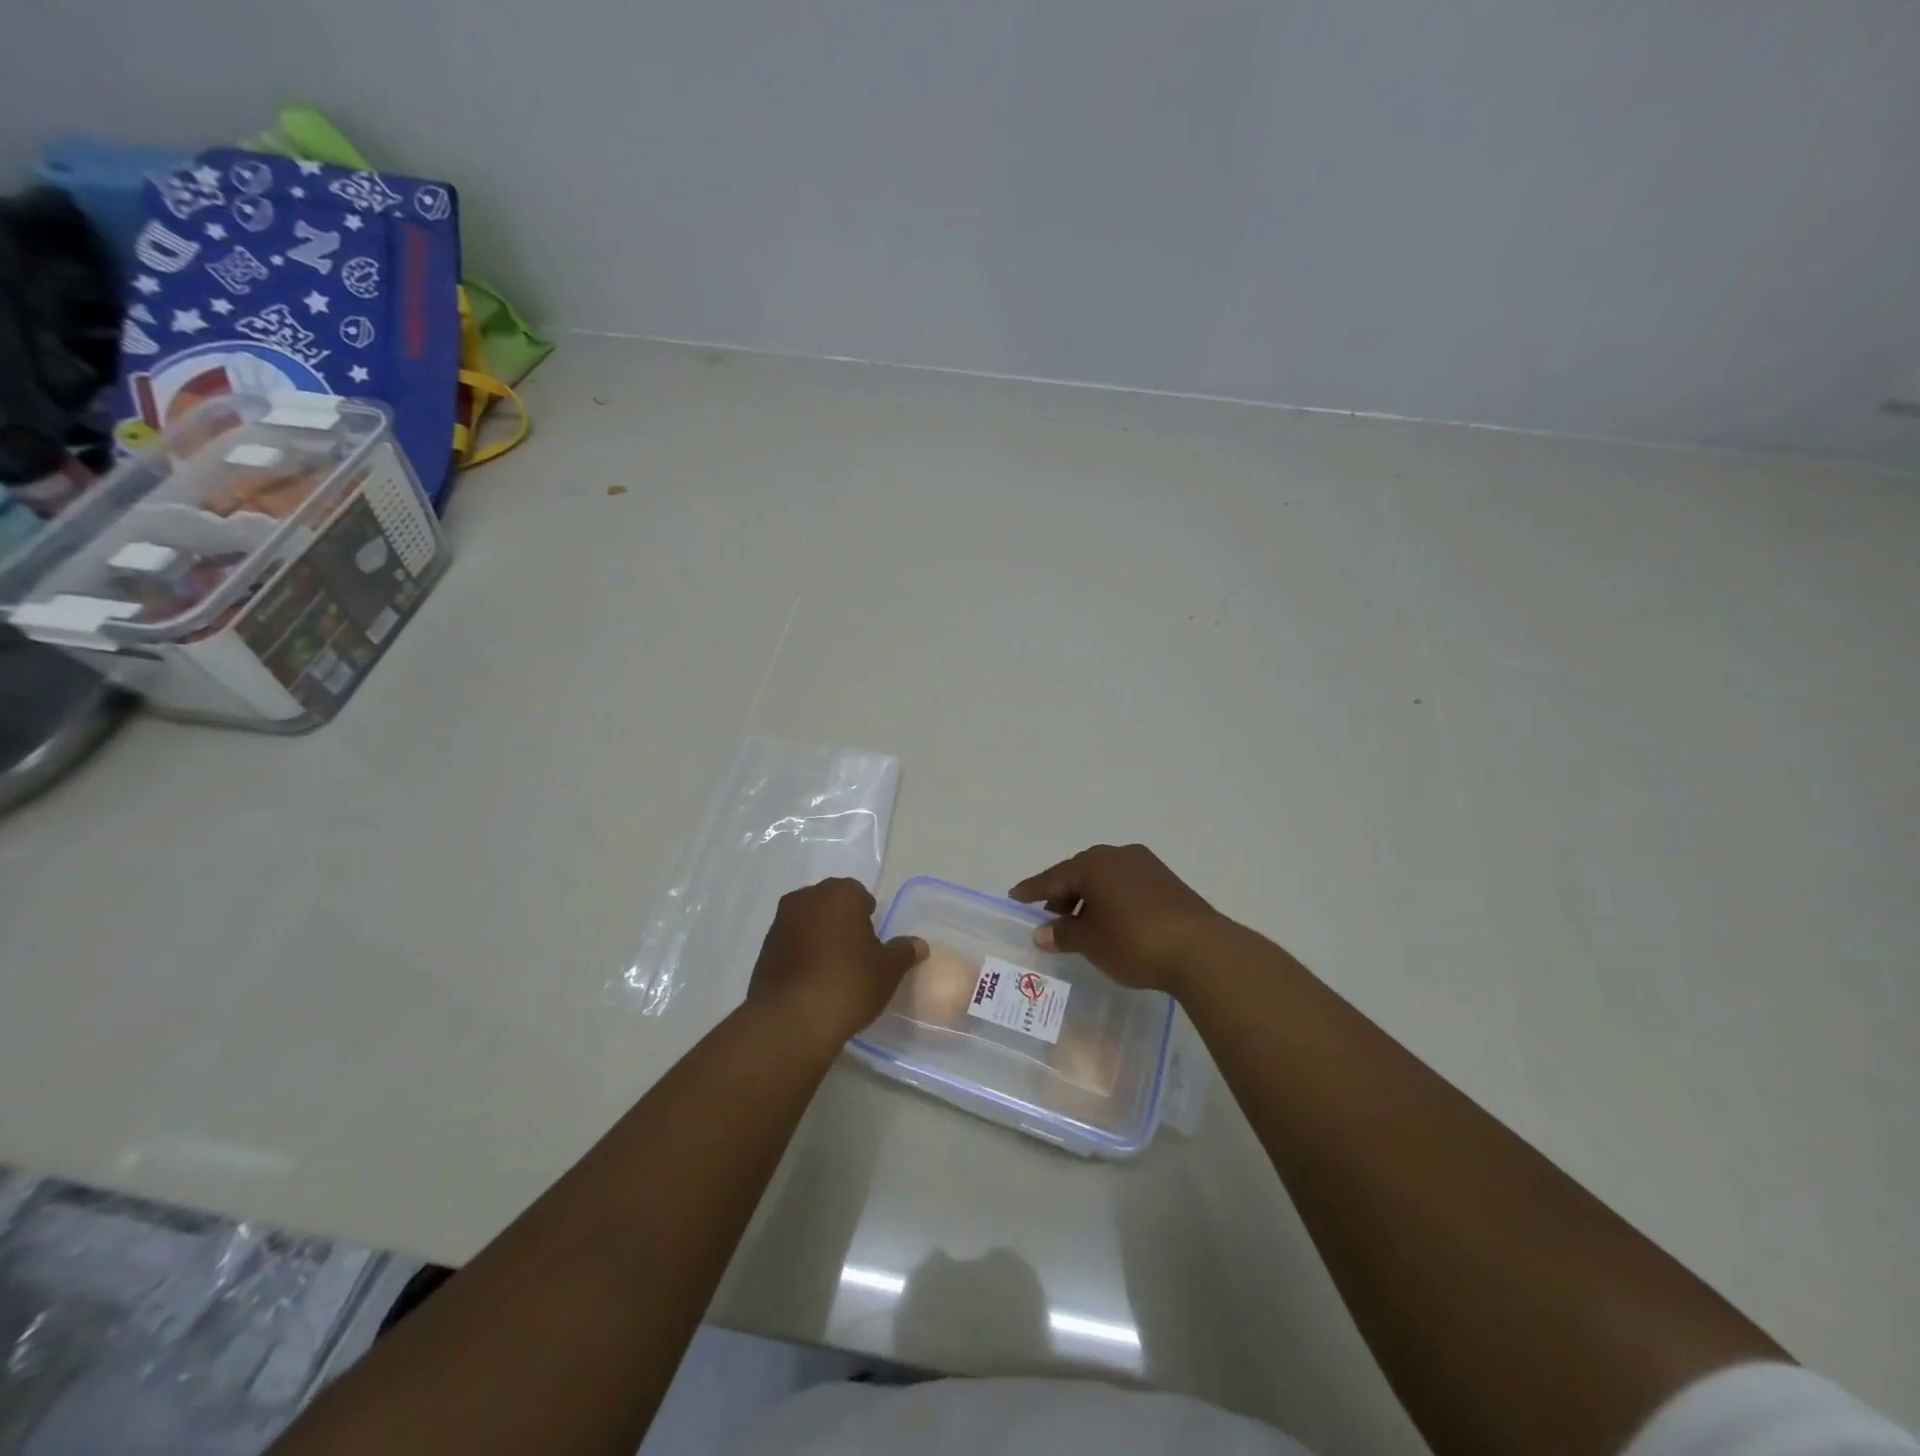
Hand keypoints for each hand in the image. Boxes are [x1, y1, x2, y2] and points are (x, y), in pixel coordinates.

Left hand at [747, 879, 927, 1046]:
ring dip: (819, 937)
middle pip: (830, 904)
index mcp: (839, 893)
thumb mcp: (887, 970)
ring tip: (833, 969)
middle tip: (856, 953)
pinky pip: (790, 944)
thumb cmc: (848, 982)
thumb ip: (903, 952)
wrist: (792, 1020)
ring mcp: (780, 923)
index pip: (858, 894)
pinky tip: (812, 981)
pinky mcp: (764, 950)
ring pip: (807, 922)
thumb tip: (918, 945)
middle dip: (842, 922)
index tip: (873, 941)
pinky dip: (801, 954)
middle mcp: (806, 899)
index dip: (868, 916)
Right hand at [1010, 844, 1225, 995]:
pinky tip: (1111, 922)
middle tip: (1049, 916)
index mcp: (1093, 864)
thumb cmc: (1134, 941)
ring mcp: (1146, 865)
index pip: (1053, 877)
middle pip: (1080, 873)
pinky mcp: (1166, 881)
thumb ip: (1063, 934)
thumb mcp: (1091, 942)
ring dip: (1089, 898)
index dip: (1033, 890)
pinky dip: (1111, 900)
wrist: (1201, 949)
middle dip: (1063, 894)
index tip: (1015, 896)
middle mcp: (1118, 855)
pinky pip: (1126, 885)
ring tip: (1081, 925)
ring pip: (1105, 879)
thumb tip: (1042, 932)